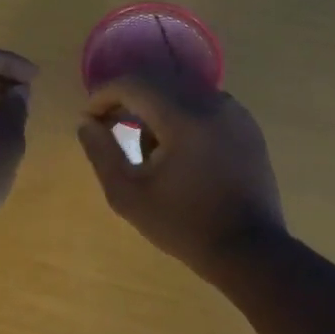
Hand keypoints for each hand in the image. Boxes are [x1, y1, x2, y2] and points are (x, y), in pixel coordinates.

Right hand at [76, 75, 285, 279]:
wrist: (248, 250)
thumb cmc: (183, 225)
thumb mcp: (130, 195)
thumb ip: (102, 153)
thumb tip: (87, 123)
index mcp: (183, 116)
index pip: (134, 84)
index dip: (103, 96)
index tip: (89, 120)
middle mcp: (212, 102)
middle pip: (158, 83)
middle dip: (128, 101)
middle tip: (108, 127)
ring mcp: (235, 112)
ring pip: (182, 93)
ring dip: (156, 111)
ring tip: (146, 151)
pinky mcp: (247, 127)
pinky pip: (205, 107)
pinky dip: (183, 118)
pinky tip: (178, 154)